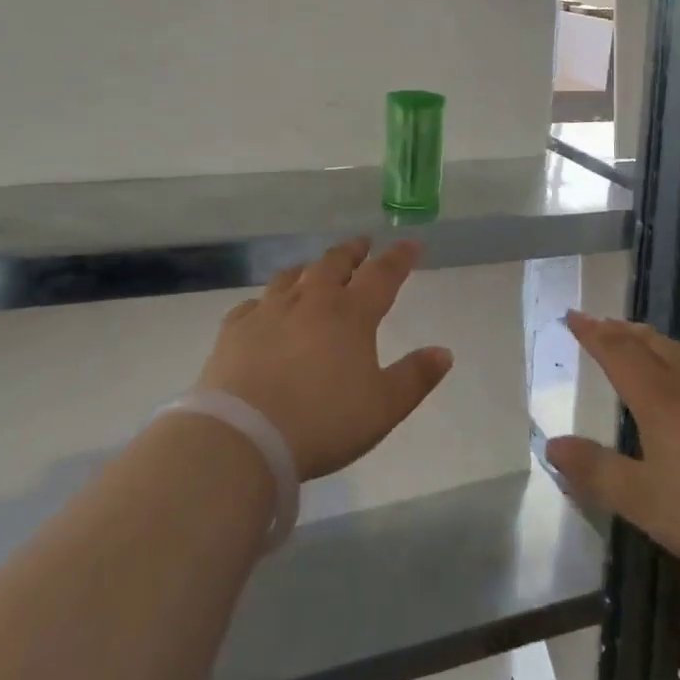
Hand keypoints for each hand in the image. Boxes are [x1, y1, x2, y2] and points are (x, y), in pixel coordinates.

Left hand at [198, 238, 453, 480]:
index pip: (382, 274)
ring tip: (315, 269)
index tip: (411, 243)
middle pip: (335, 263)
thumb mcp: (383, 407)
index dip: (400, 257)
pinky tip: (263, 309)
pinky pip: (253, 304)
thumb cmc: (323, 422)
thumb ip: (415, 377)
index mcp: (351, 314)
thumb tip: (444, 352)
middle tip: (362, 245)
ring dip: (309, 268)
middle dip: (353, 251)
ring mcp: (269, 311)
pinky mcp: (236, 329)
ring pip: (292, 276)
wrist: (244, 436)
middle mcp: (311, 301)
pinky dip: (265, 301)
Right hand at [545, 312, 679, 590]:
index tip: (573, 315)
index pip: (617, 352)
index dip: (593, 333)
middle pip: (652, 344)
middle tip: (603, 323)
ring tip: (644, 340)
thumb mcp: (645, 501)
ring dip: (656, 342)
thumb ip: (597, 471)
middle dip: (622, 331)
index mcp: (658, 398)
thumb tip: (551, 445)